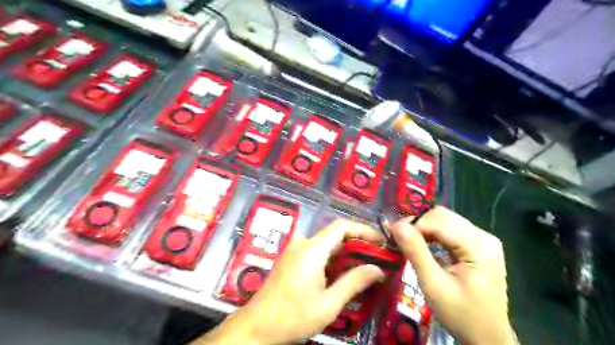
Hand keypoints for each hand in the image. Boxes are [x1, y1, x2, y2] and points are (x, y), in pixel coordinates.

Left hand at [193, 220, 383, 343]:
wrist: (257, 326)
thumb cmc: (293, 316)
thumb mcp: (328, 304)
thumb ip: (354, 282)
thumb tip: (377, 269)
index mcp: (312, 249)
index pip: (341, 226)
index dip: (363, 229)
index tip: (380, 241)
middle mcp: (302, 243)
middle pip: (335, 235)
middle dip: (357, 244)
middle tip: (377, 259)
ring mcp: (294, 250)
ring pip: (326, 244)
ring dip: (345, 254)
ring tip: (363, 268)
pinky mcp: (290, 259)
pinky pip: (316, 252)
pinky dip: (332, 259)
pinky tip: (341, 274)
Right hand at [389, 206, 517, 342]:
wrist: (487, 338)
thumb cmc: (461, 315)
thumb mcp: (433, 285)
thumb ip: (416, 252)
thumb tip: (397, 225)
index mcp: (478, 246)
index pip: (439, 221)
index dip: (413, 224)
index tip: (392, 233)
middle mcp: (484, 237)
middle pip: (444, 217)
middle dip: (418, 223)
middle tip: (398, 236)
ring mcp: (484, 240)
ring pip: (447, 220)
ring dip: (425, 227)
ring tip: (408, 240)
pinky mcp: (480, 246)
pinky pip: (452, 230)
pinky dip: (434, 234)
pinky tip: (424, 243)